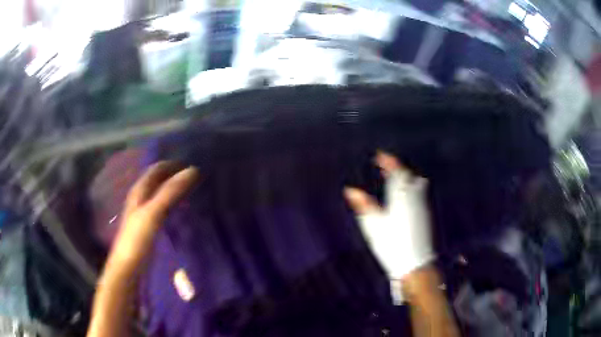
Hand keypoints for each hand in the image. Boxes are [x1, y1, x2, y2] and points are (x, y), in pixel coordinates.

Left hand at [109, 161, 199, 269]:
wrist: (129, 266)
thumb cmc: (137, 238)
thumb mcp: (153, 212)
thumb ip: (170, 191)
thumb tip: (192, 170)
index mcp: (140, 190)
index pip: (157, 169)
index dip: (173, 164)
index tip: (194, 163)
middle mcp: (141, 197)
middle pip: (159, 180)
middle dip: (176, 175)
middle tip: (199, 177)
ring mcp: (145, 212)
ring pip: (162, 194)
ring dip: (176, 190)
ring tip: (195, 190)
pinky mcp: (150, 226)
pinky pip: (164, 208)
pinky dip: (175, 204)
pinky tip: (184, 210)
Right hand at [344, 151, 433, 280]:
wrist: (415, 264)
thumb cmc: (393, 245)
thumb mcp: (373, 225)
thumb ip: (363, 205)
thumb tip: (350, 190)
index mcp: (401, 197)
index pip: (396, 172)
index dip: (388, 161)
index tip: (380, 155)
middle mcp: (414, 198)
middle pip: (408, 176)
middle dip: (397, 168)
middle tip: (386, 166)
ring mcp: (421, 207)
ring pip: (416, 184)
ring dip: (405, 177)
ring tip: (396, 178)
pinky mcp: (424, 216)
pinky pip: (419, 194)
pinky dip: (411, 188)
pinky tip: (406, 196)